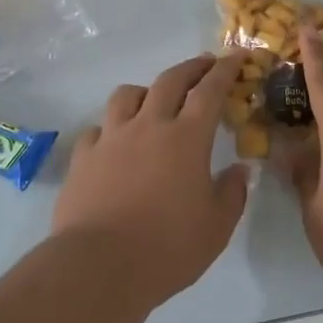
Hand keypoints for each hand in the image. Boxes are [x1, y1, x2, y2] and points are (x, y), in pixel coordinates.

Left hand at [53, 55, 250, 302]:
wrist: (99, 266)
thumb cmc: (168, 247)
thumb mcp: (217, 227)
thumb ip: (232, 193)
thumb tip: (239, 169)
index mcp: (187, 139)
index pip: (210, 91)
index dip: (225, 71)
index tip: (236, 56)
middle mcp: (148, 127)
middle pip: (169, 81)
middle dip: (191, 68)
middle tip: (205, 65)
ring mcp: (111, 139)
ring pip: (126, 95)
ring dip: (146, 90)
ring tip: (153, 99)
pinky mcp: (83, 158)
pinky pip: (97, 130)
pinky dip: (110, 128)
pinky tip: (114, 142)